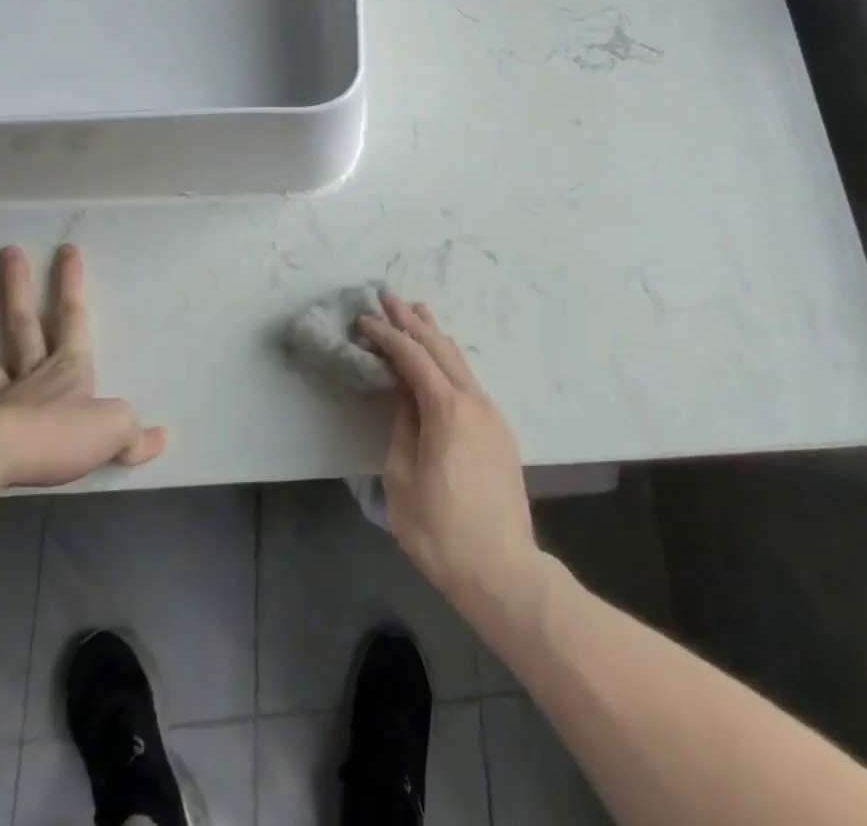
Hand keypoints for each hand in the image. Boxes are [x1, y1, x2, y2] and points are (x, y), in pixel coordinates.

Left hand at [0, 244, 166, 488]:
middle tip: (8, 252)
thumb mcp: (115, 431)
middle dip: (19, 288)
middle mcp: (31, 376)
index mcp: (68, 370)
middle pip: (24, 325)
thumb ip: (136, 434)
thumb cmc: (60, 436)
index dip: (71, 284)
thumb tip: (162, 438)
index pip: (73, 318)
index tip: (66, 249)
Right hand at [357, 293, 547, 629]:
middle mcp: (474, 400)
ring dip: (435, 335)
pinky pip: (469, 380)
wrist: (502, 570)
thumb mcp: (402, 480)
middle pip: (440, 348)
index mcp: (447, 409)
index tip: (364, 320)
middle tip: (388, 296)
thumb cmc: (441, 531)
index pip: (412, 357)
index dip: (387, 336)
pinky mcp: (499, 431)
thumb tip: (404, 394)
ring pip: (460, 361)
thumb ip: (402, 427)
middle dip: (412, 321)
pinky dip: (449, 359)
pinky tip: (442, 358)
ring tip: (417, 312)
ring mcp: (491, 414)